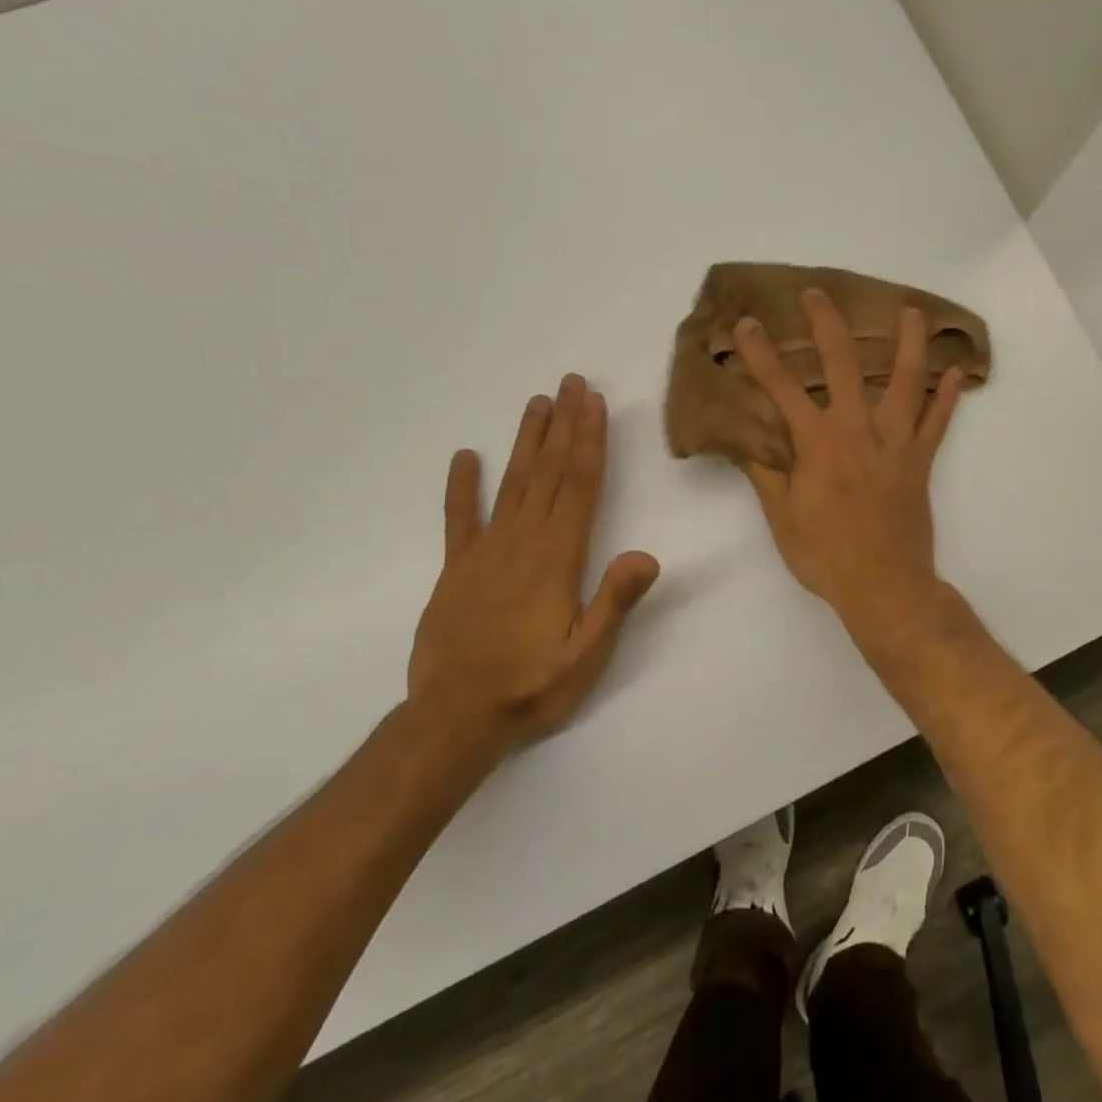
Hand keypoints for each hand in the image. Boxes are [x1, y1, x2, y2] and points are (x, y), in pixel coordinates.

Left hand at [408, 375, 659, 754]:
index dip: (590, 440)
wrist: (454, 719)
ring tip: (537, 403)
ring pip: (512, 484)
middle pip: (549, 472)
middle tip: (570, 382)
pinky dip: (462, 487)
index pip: (580, 485)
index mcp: (558, 557)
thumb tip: (647, 554)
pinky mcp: (456, 569)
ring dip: (527, 441)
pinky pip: (459, 519)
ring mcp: (485, 552)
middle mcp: (522, 541)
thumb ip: (615, 601)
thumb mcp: (586, 653)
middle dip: (564, 425)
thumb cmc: (531, 686)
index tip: (594, 402)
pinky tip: (466, 457)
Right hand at [736, 289, 964, 633]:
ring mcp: (896, 442)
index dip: (762, 354)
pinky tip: (958, 371)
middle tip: (818, 294)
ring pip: (906, 381)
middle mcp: (857, 430)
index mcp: (818, 443)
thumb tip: (745, 442)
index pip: (782, 387)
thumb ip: (765, 473)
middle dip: (827, 324)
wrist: (884, 585)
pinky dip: (948, 396)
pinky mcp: (921, 461)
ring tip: (912, 312)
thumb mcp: (781, 517)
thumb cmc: (825, 554)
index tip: (749, 324)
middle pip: (843, 364)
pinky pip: (938, 422)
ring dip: (909, 343)